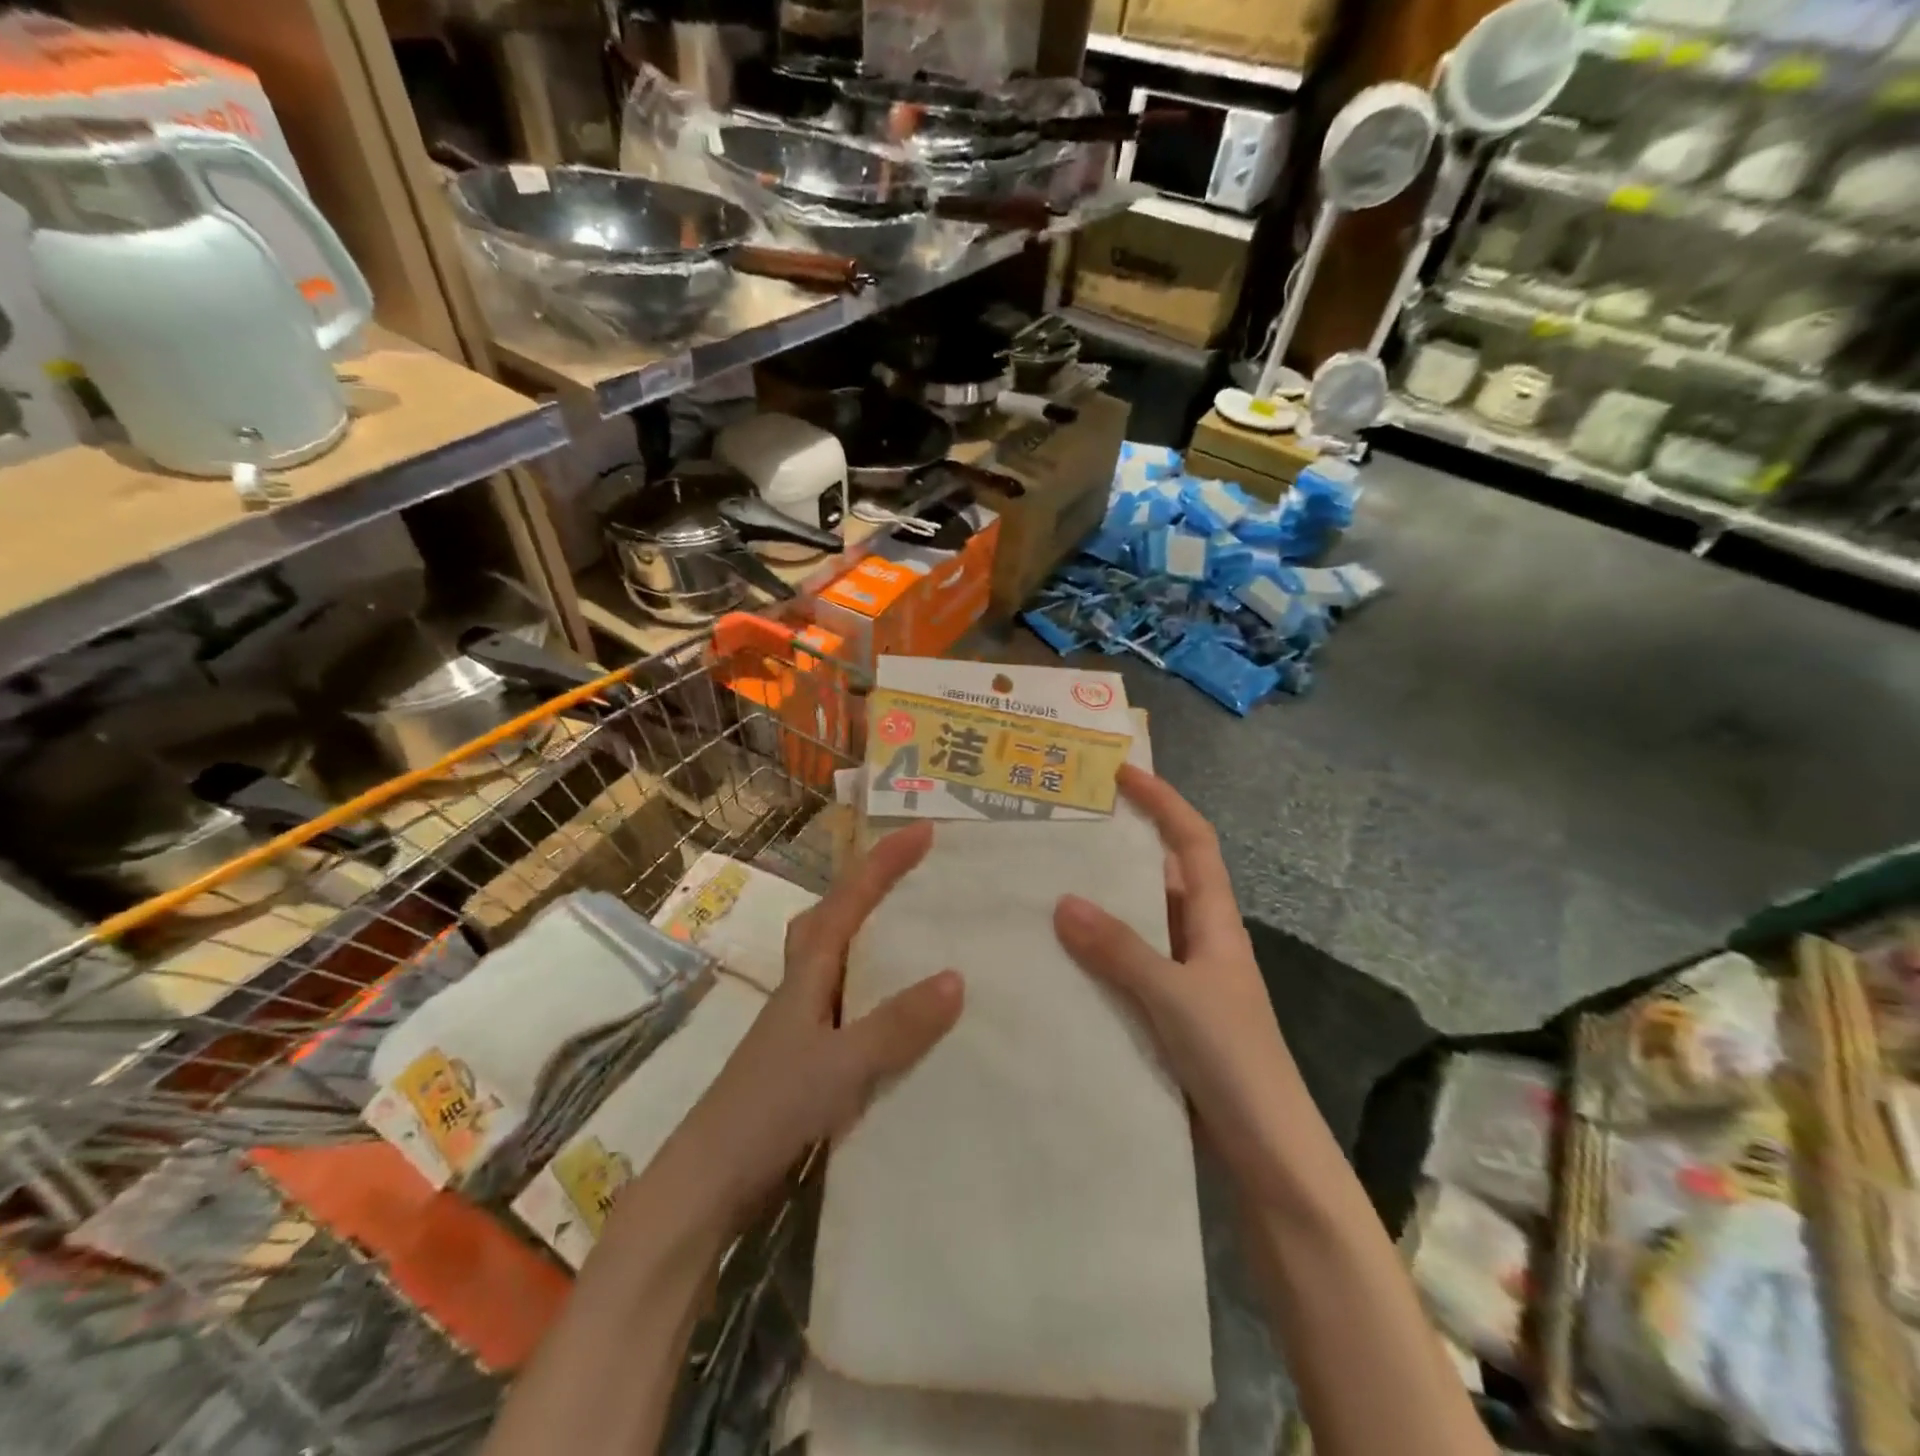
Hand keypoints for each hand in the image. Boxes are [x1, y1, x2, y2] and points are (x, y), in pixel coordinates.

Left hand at [656, 822, 963, 1231]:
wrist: (710, 1181)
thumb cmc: (770, 1109)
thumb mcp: (842, 1065)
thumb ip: (897, 1024)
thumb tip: (957, 976)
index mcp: (808, 972)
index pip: (850, 900)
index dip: (885, 862)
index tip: (924, 830)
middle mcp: (803, 986)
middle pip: (833, 916)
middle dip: (870, 886)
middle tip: (914, 874)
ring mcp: (802, 1022)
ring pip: (840, 957)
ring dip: (872, 933)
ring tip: (917, 930)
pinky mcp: (807, 1055)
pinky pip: (850, 1000)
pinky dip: (877, 989)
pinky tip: (902, 1012)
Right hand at [1053, 765, 1307, 1201]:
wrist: (1269, 1155)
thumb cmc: (1234, 1062)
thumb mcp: (1176, 997)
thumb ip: (1122, 950)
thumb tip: (1063, 900)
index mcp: (1216, 922)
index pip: (1194, 841)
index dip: (1163, 801)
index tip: (1121, 771)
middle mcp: (1201, 940)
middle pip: (1162, 875)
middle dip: (1120, 845)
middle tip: (1064, 826)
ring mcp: (1184, 978)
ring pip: (1139, 923)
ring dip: (1102, 902)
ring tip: (1045, 880)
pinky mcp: (1167, 1014)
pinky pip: (1127, 966)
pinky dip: (1097, 953)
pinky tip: (1056, 956)